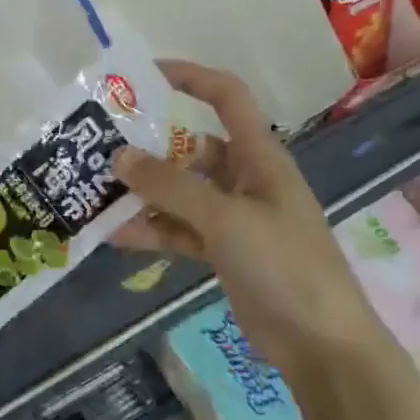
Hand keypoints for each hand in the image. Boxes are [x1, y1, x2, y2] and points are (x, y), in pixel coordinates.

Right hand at [111, 59, 376, 363]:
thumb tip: (119, 156)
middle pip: (192, 149)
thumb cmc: (284, 264)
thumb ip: (171, 186)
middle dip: (149, 149)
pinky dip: (152, 230)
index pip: (227, 98)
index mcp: (260, 156)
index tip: (144, 75)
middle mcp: (246, 179)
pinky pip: (180, 230)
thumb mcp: (225, 219)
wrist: (321, 344)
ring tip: (97, 193)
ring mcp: (234, 217)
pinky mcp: (224, 251)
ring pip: (181, 193)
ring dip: (145, 194)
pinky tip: (115, 235)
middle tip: (101, 149)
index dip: (191, 77)